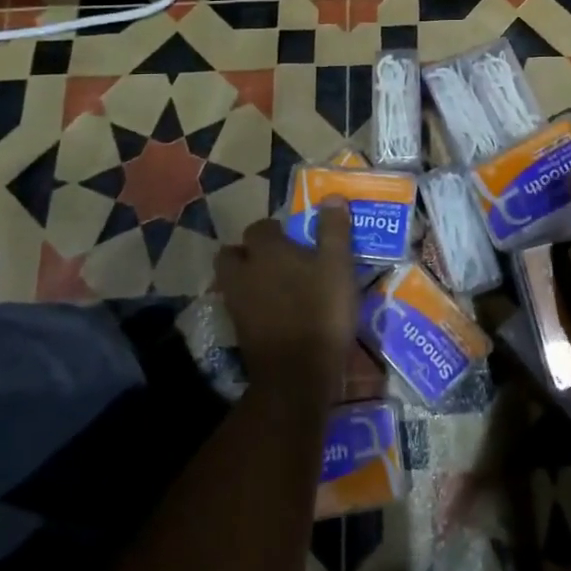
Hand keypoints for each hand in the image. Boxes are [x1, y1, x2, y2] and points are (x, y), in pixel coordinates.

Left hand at [215, 205, 357, 400]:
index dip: (275, 230)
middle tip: (275, 259)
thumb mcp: (338, 266)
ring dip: (247, 279)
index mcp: (267, 251)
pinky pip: (240, 308)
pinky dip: (252, 305)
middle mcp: (244, 273)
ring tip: (274, 286)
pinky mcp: (239, 332)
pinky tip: (274, 313)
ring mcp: (237, 305)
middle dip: (248, 253)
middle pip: (232, 254)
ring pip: (232, 281)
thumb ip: (334, 230)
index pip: (260, 228)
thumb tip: (333, 196)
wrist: (297, 374)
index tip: (294, 237)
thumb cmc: (321, 311)